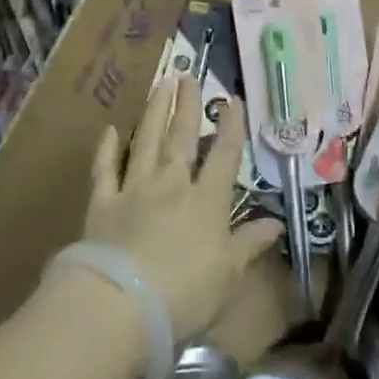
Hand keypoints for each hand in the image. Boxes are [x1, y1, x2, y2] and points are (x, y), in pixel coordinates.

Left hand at [86, 75, 282, 340]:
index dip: (230, 127)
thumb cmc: (185, 294)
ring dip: (155, 112)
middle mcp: (171, 185)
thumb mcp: (229, 274)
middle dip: (187, 106)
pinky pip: (105, 169)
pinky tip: (111, 129)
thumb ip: (250, 244)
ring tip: (160, 84)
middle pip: (181, 138)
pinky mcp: (102, 203)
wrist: (121, 303)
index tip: (231, 100)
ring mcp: (134, 190)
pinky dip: (107, 148)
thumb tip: (276, 223)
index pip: (223, 155)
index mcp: (207, 201)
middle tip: (188, 75)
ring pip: (146, 142)